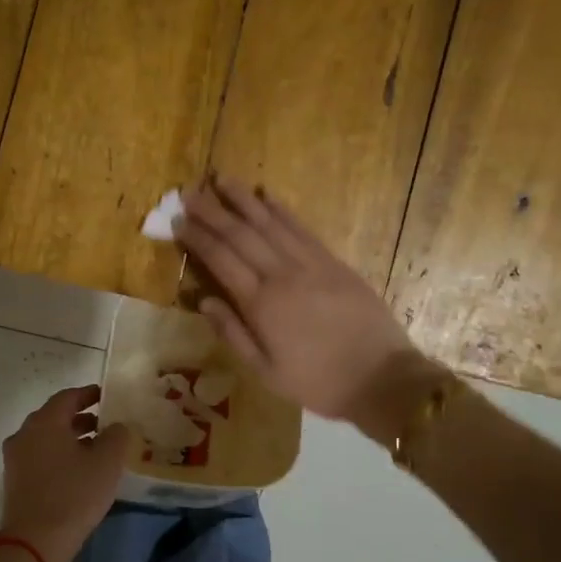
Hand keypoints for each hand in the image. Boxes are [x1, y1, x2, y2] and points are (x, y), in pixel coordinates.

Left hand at [0, 386, 135, 561]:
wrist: (35, 542)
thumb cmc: (74, 494)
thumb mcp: (107, 462)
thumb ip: (116, 436)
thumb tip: (115, 426)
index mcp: (45, 422)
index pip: (68, 397)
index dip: (89, 394)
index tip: (107, 396)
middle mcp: (25, 434)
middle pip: (55, 417)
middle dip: (80, 417)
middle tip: (105, 423)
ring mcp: (15, 459)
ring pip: (46, 438)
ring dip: (70, 438)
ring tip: (96, 449)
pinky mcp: (15, 482)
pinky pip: (40, 457)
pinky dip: (59, 455)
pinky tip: (78, 471)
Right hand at [175, 176, 441, 437]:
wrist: (381, 377)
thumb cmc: (318, 382)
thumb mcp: (266, 372)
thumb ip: (233, 334)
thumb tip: (203, 301)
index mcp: (261, 304)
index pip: (221, 260)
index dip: (198, 238)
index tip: (179, 220)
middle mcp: (282, 275)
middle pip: (241, 234)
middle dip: (213, 211)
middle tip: (190, 191)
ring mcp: (310, 264)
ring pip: (270, 223)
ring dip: (244, 200)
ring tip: (222, 179)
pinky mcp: (333, 262)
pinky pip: (301, 229)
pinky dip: (282, 210)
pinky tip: (266, 195)